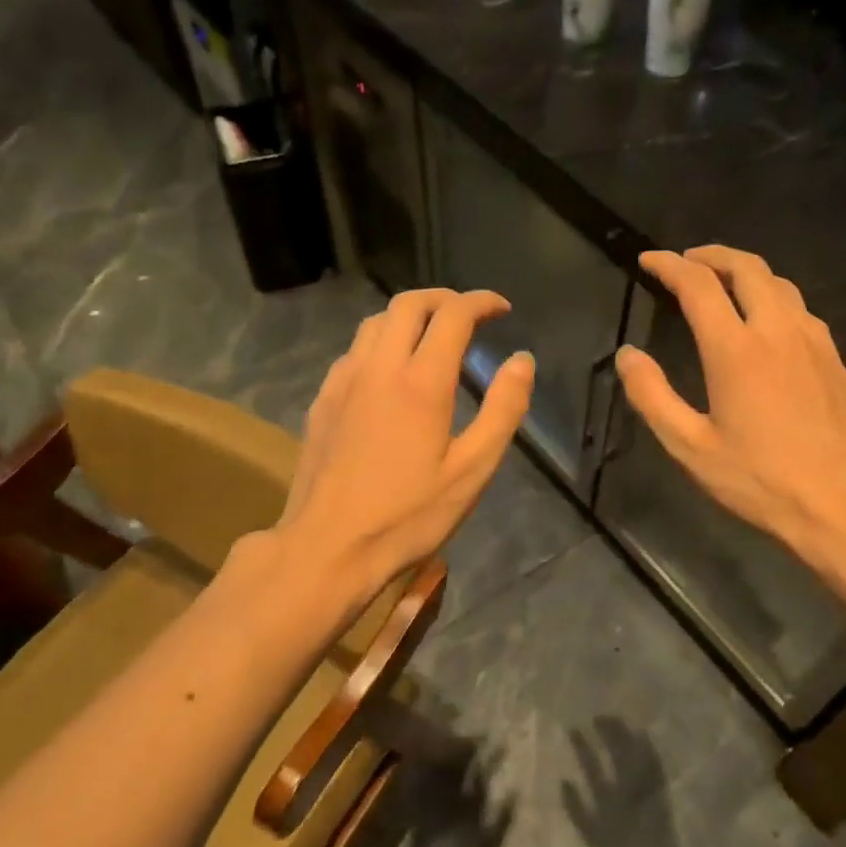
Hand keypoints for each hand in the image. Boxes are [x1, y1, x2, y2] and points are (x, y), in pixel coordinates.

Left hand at [273, 288, 533, 608]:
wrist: (328, 548)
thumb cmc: (409, 516)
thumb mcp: (472, 470)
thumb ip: (503, 409)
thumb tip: (522, 359)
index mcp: (421, 381)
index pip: (453, 315)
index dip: (481, 302)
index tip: (502, 309)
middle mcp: (378, 367)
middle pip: (408, 304)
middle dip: (444, 298)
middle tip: (470, 315)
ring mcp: (343, 381)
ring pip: (375, 322)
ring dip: (409, 316)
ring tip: (432, 337)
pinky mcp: (323, 401)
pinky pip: (354, 351)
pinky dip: (381, 342)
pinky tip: (390, 373)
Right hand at [616, 247, 845, 570]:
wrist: (840, 503)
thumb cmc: (758, 480)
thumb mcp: (690, 446)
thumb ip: (652, 396)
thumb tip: (628, 355)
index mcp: (736, 349)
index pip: (698, 285)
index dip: (669, 265)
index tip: (648, 260)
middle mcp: (777, 330)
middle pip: (746, 267)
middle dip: (711, 255)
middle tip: (685, 261)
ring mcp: (812, 340)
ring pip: (778, 282)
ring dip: (745, 271)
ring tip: (721, 281)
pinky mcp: (833, 357)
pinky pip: (799, 307)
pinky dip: (772, 295)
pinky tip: (764, 319)